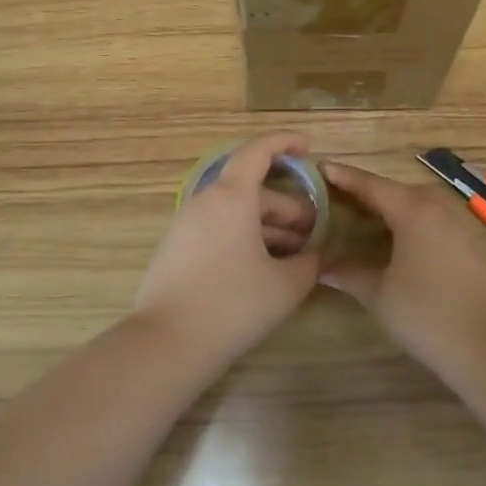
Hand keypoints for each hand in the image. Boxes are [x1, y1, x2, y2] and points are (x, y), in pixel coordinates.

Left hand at [134, 132, 321, 358]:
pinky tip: (262, 267)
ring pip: (235, 212)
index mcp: (232, 197)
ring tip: (294, 255)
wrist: (168, 343)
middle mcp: (205, 202)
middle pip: (251, 190)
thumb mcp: (286, 285)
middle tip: (314, 232)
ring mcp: (186, 225)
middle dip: (287, 206)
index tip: (307, 147)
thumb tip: (318, 254)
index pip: (257, 151)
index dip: (283, 143)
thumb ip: (310, 263)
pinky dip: (244, 237)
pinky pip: (218, 229)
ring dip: (267, 226)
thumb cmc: (233, 304)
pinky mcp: (176, 249)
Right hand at [320, 161, 485, 364]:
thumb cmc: (425, 314)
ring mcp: (456, 224)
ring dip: (389, 205)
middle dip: (365, 190)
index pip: (371, 185)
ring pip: (415, 203)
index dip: (343, 176)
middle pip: (395, 190)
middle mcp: (436, 208)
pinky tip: (393, 238)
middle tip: (335, 194)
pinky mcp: (467, 243)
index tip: (320, 166)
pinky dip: (407, 220)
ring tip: (361, 214)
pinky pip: (430, 219)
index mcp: (413, 211)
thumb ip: (349, 273)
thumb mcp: (378, 293)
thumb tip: (321, 266)